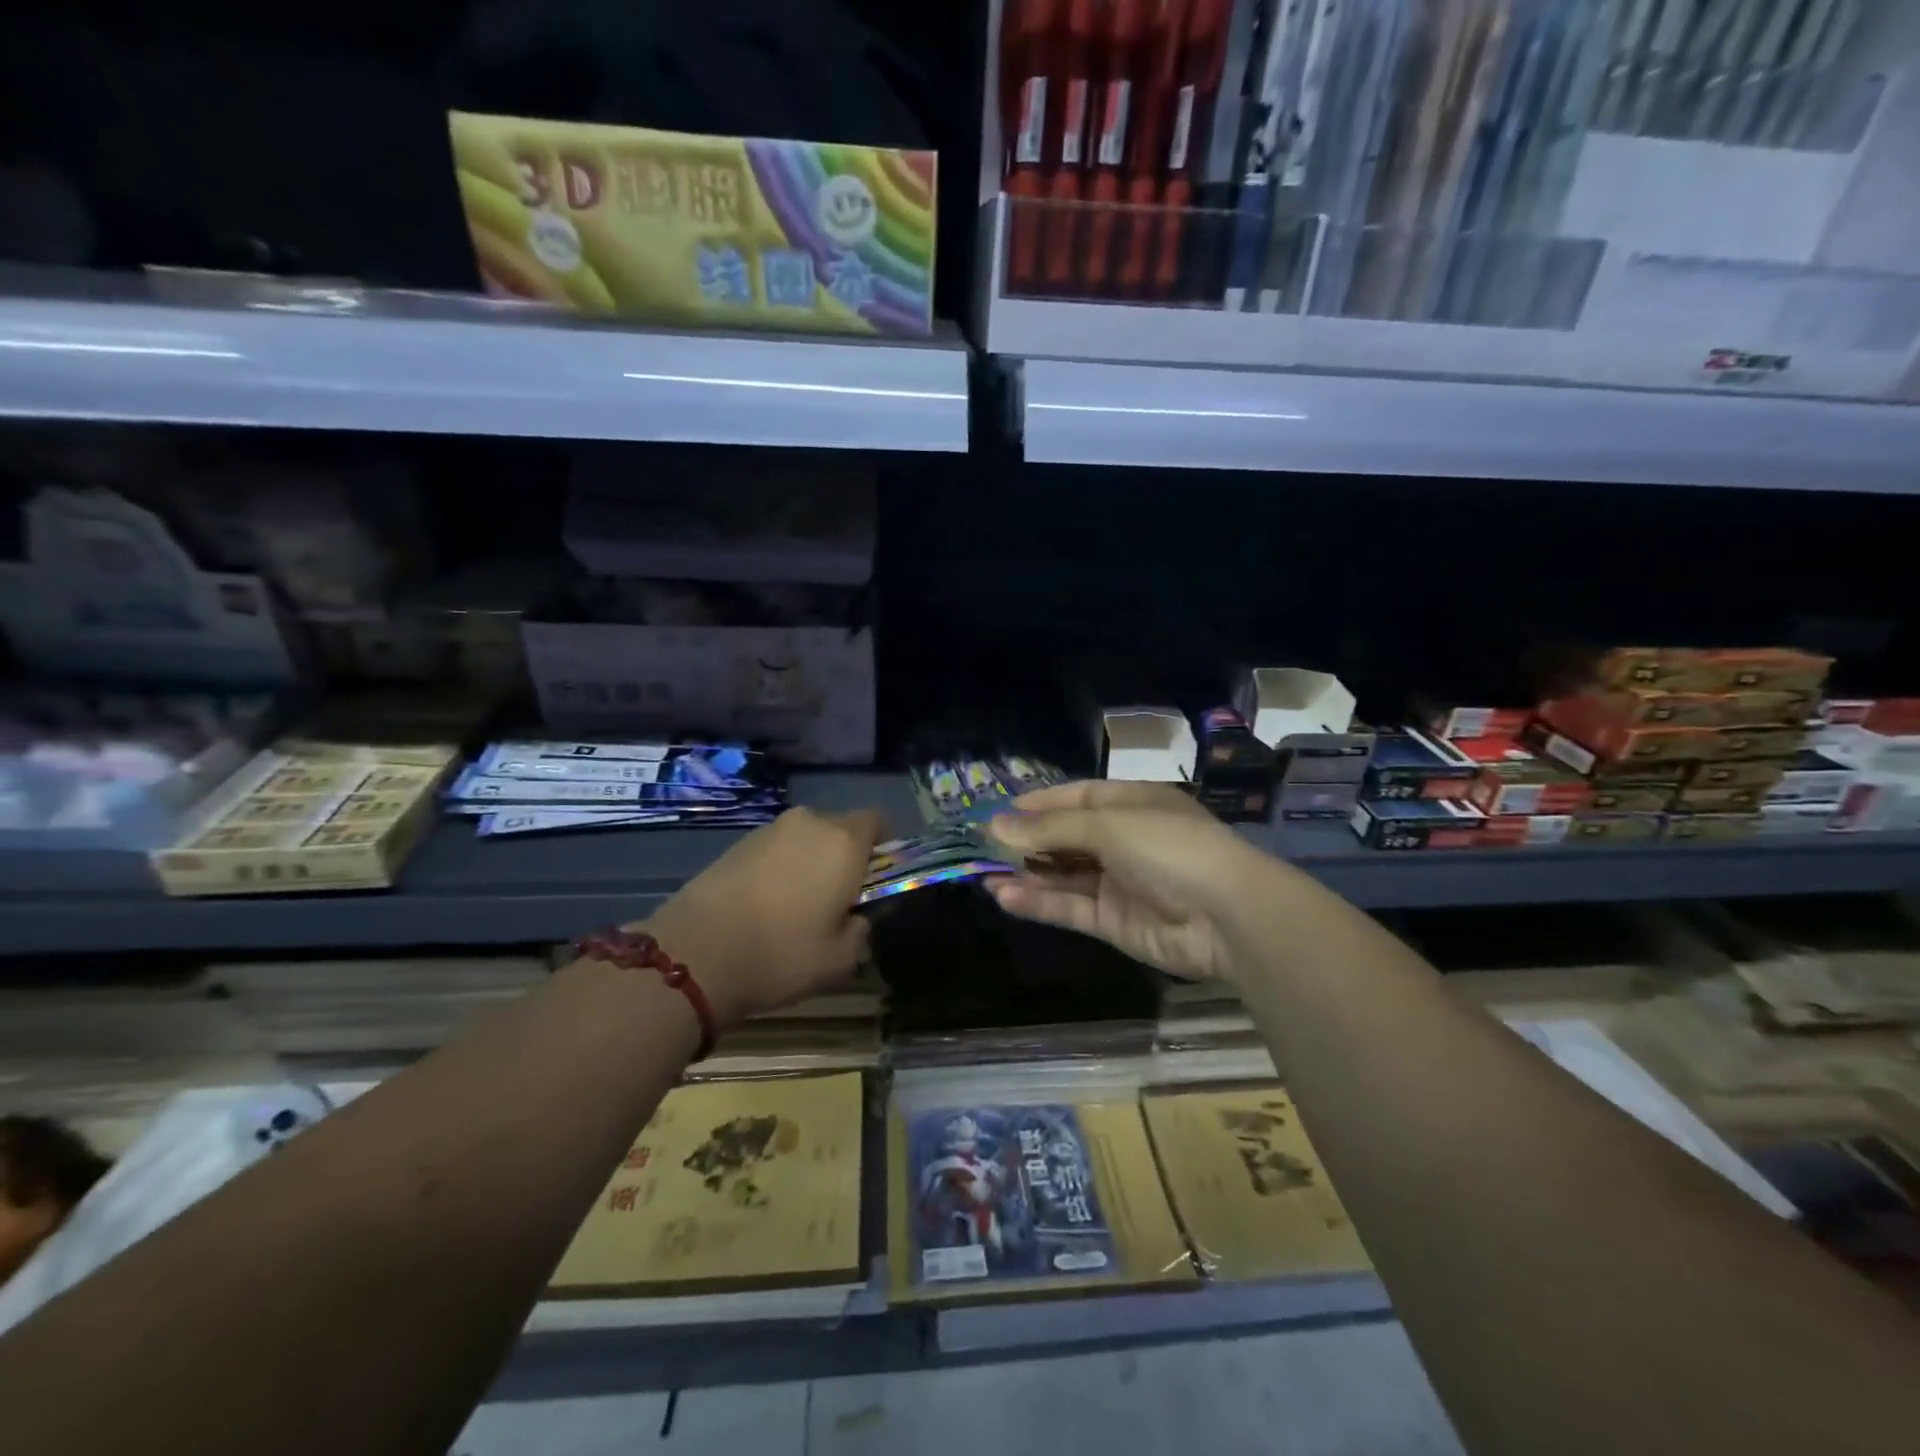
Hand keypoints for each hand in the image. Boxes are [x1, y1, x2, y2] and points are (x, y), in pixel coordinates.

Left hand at [638, 806, 882, 1025]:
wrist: (695, 952)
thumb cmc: (782, 953)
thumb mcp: (841, 959)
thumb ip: (861, 930)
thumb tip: (856, 917)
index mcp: (844, 842)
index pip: (878, 820)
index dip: (883, 845)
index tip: (877, 878)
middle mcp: (810, 824)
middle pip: (840, 828)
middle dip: (844, 856)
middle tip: (838, 899)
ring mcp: (769, 831)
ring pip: (805, 839)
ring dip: (809, 862)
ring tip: (796, 907)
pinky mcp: (736, 844)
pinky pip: (775, 849)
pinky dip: (779, 869)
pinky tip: (765, 906)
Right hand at [984, 781, 1270, 983]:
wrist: (1228, 916)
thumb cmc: (1169, 848)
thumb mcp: (1108, 826)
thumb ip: (1050, 829)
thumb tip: (996, 825)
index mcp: (1130, 804)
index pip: (1075, 798)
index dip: (1037, 804)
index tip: (996, 812)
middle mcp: (1123, 840)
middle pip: (1065, 837)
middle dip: (1025, 842)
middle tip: (980, 847)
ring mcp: (1118, 882)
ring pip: (1062, 875)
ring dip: (1025, 874)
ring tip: (982, 874)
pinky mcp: (1114, 921)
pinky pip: (1069, 907)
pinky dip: (1038, 902)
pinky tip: (1004, 897)